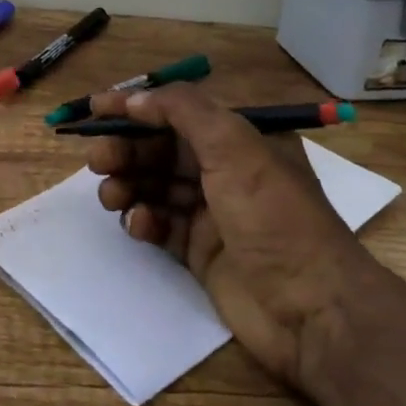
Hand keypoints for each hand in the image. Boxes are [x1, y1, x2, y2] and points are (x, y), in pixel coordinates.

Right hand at [87, 84, 365, 385]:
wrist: (311, 308)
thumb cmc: (273, 214)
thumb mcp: (233, 145)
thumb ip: (182, 110)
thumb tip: (135, 97)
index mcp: (239, 138)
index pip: (177, 110)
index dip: (135, 106)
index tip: (94, 108)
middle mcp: (225, 169)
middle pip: (161, 149)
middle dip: (127, 149)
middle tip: (97, 160)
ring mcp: (213, 212)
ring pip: (156, 186)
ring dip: (129, 184)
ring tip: (111, 196)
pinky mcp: (201, 251)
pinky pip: (161, 225)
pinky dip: (144, 220)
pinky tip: (138, 225)